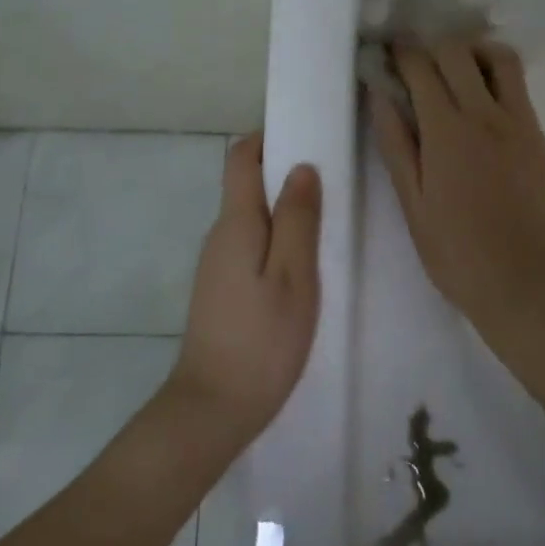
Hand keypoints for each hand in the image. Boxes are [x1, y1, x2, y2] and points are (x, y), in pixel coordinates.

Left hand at [169, 132, 322, 442]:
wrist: (213, 410)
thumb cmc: (262, 340)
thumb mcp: (294, 276)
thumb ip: (299, 219)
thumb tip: (302, 167)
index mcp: (236, 223)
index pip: (242, 157)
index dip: (269, 138)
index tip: (307, 135)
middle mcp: (220, 234)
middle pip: (247, 184)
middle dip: (284, 172)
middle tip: (331, 180)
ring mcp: (217, 263)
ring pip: (251, 217)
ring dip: (283, 208)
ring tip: (326, 219)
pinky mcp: (221, 288)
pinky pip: (250, 244)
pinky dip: (276, 237)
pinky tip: (303, 262)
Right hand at [372, 41, 544, 332]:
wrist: (523, 279)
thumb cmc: (455, 250)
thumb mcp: (412, 202)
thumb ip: (396, 143)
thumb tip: (379, 94)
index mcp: (446, 130)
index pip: (421, 68)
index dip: (401, 52)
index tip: (388, 50)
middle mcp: (485, 114)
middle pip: (458, 52)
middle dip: (432, 46)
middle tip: (417, 61)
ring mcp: (518, 122)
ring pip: (499, 59)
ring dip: (473, 52)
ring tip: (456, 70)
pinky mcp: (538, 135)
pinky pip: (518, 87)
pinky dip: (496, 76)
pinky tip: (483, 100)